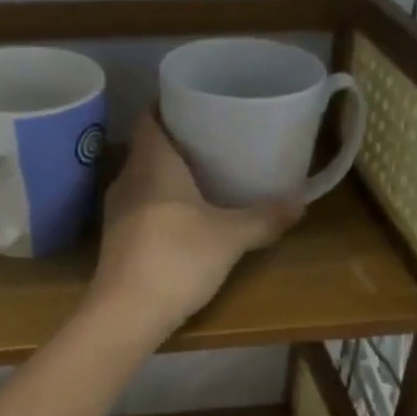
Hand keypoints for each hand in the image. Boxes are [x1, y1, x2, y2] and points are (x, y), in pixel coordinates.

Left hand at [90, 113, 300, 338]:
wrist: (126, 313)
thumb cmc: (177, 259)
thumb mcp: (229, 238)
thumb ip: (264, 218)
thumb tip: (301, 202)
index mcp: (151, 163)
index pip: (148, 117)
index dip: (168, 104)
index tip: (195, 102)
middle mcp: (127, 179)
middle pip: (147, 147)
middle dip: (175, 141)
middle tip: (211, 139)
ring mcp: (116, 211)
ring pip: (142, 178)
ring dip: (167, 175)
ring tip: (202, 175)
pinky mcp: (115, 240)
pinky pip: (139, 206)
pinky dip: (159, 202)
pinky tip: (183, 217)